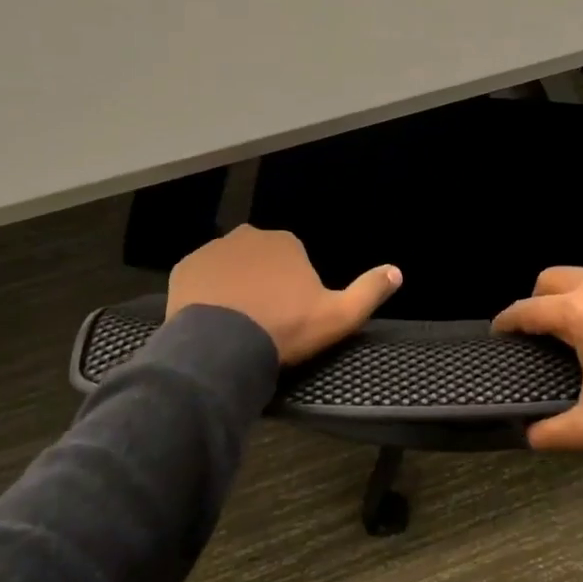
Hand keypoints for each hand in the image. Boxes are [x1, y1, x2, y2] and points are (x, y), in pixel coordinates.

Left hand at [167, 226, 400, 364]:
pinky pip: (201, 277)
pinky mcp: (185, 268)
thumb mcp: (339, 316)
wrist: (222, 346)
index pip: (295, 259)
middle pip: (262, 259)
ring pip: (231, 267)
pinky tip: (212, 319)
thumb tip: (397, 271)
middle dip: (264, 282)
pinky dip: (207, 292)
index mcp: (287, 241)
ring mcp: (213, 250)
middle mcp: (249, 235)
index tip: (291, 315)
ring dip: (235, 286)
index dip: (295, 288)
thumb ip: (370, 291)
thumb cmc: (285, 328)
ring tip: (237, 323)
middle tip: (264, 320)